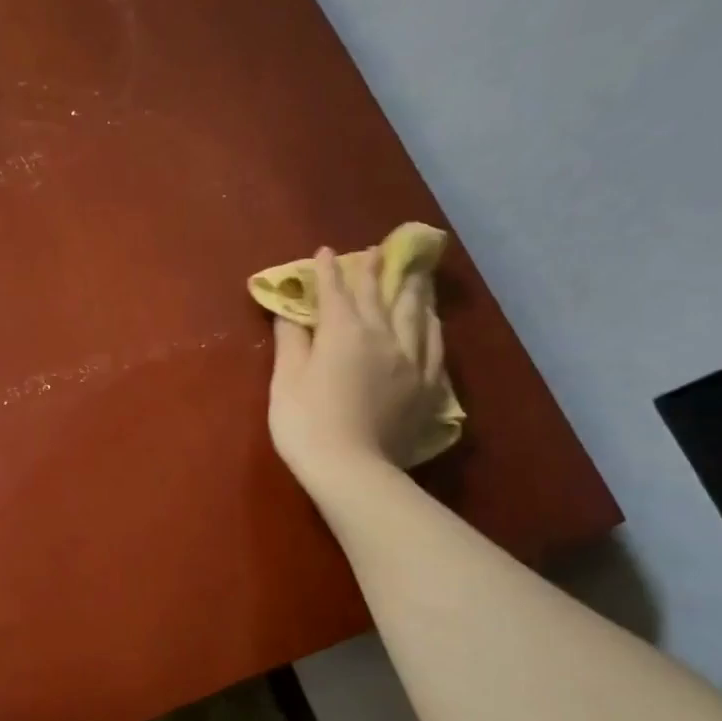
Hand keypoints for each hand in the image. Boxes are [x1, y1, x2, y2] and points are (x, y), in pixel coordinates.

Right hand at [267, 246, 445, 500]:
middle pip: (379, 296)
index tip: (325, 251)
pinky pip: (435, 345)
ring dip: (411, 290)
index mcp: (344, 332)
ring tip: (414, 275)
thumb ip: (291, 341)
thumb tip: (290, 312)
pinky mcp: (426, 386)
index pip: (335, 292)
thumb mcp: (286, 380)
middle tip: (376, 251)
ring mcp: (410, 361)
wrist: (352, 469)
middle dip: (373, 271)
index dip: (328, 271)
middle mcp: (383, 336)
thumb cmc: (306, 423)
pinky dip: (431, 325)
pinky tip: (432, 319)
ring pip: (415, 314)